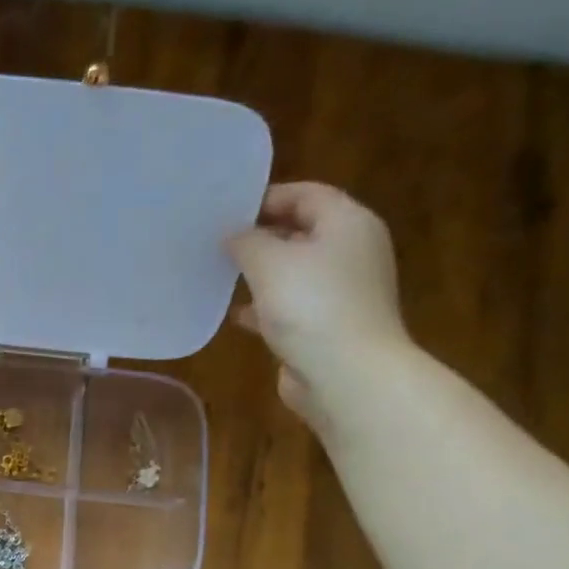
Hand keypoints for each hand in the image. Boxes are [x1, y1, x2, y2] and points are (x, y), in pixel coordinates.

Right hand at [225, 182, 414, 428]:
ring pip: (293, 271)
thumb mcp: (269, 262)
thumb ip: (246, 241)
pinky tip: (237, 315)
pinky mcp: (327, 326)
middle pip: (302, 231)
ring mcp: (341, 291)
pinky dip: (265, 307)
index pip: (307, 194)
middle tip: (217, 242)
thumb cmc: (311, 306)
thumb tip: (233, 235)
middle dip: (260, 236)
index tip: (226, 211)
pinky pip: (291, 306)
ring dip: (260, 273)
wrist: (346, 374)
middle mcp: (351, 252)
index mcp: (348, 224)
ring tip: (221, 276)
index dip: (267, 197)